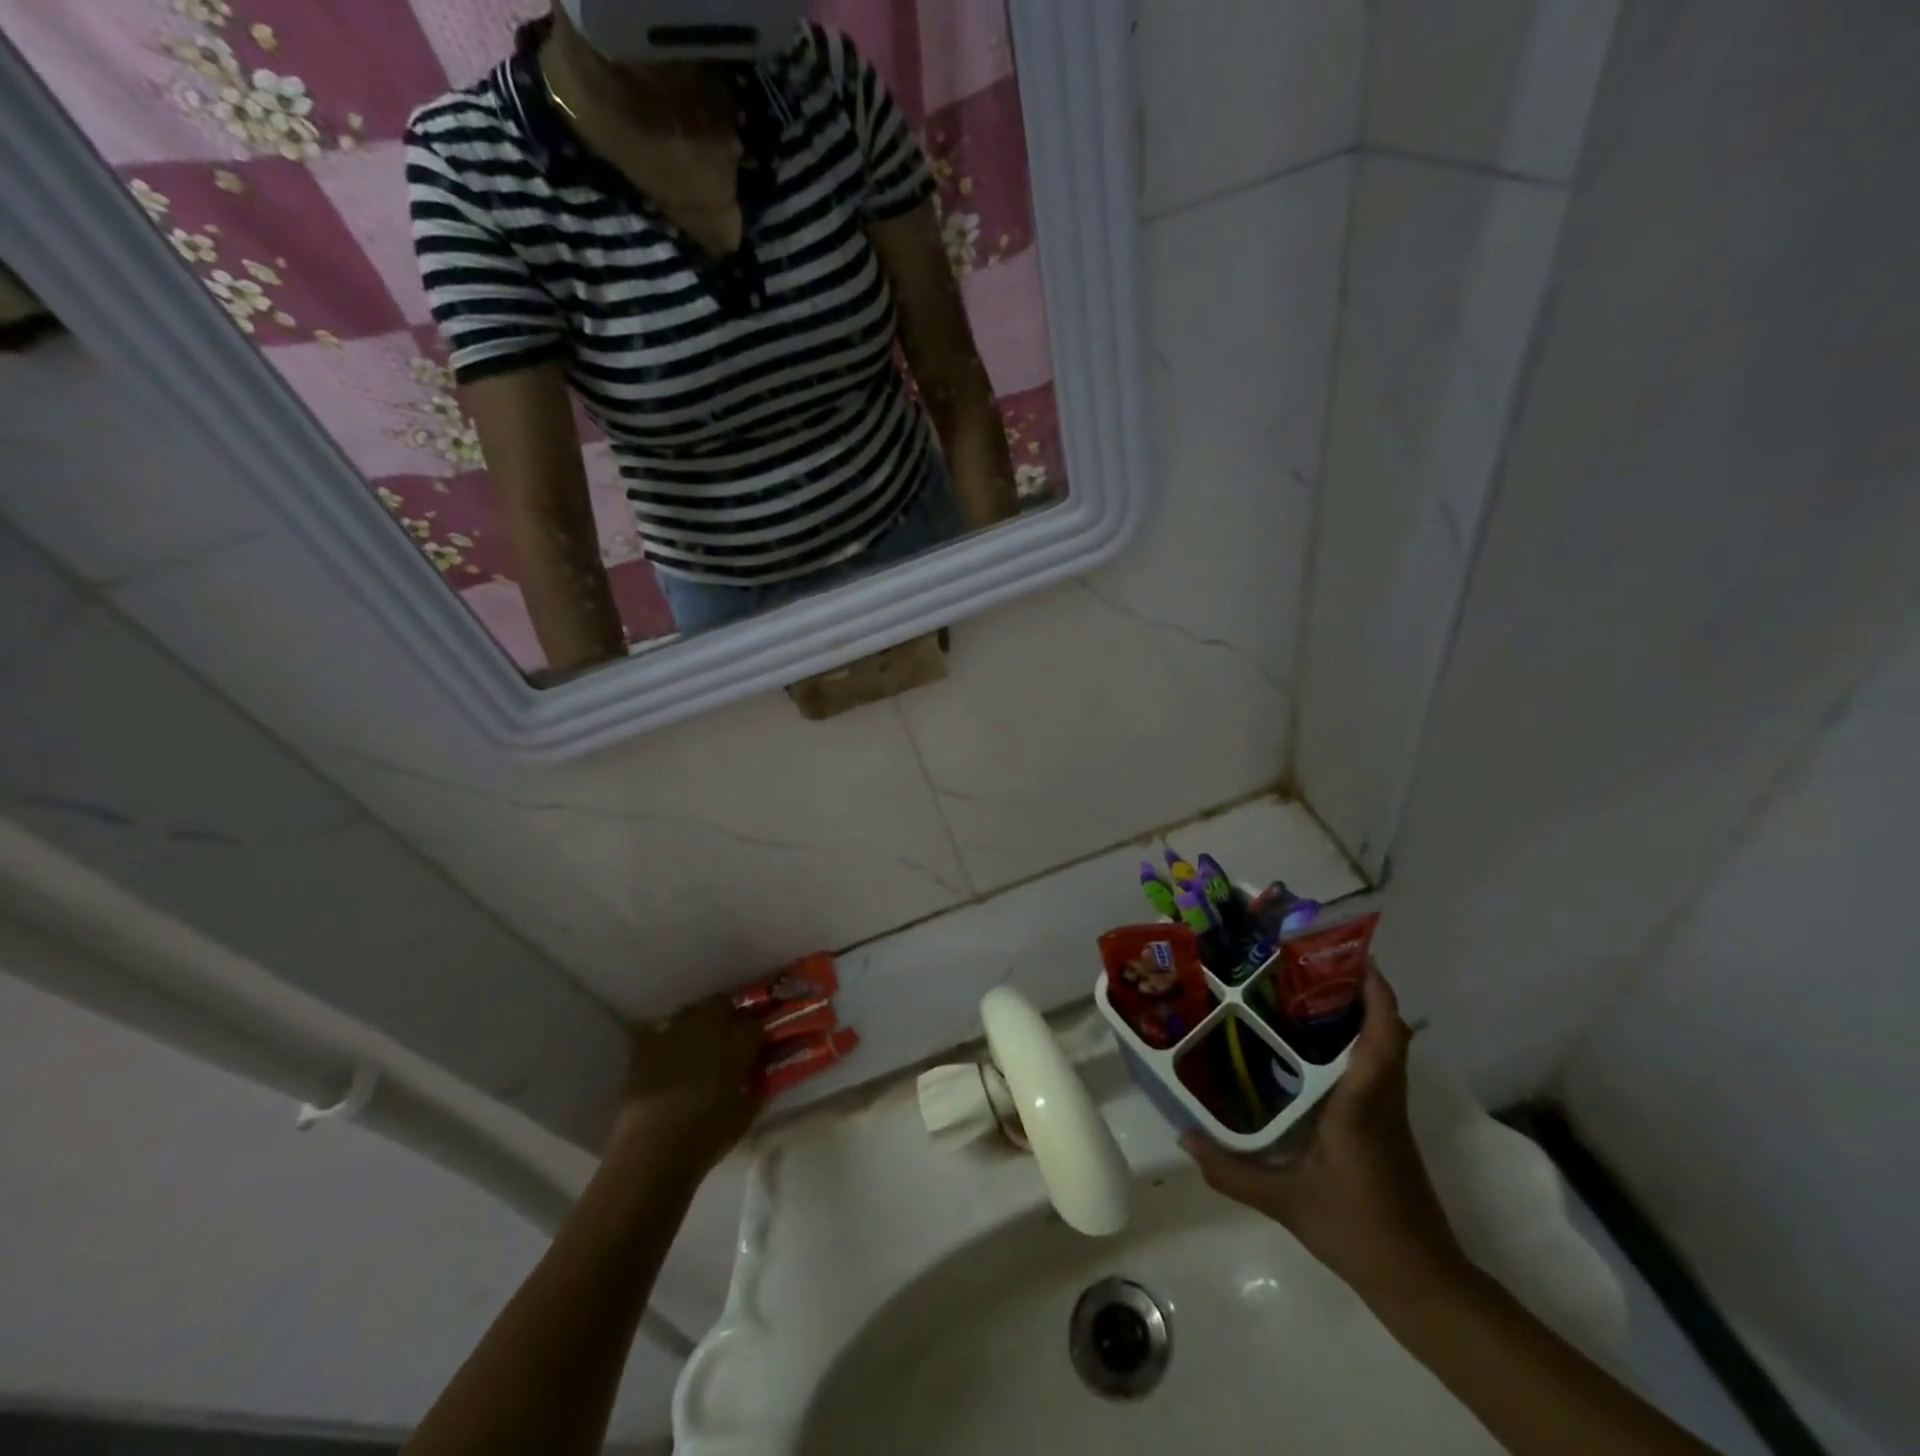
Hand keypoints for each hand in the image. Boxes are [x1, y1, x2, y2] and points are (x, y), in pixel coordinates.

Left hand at [609, 998, 763, 1177]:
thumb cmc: (707, 1134)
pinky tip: (666, 1057)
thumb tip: (759, 1075)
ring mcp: (675, 1031)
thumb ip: (756, 1087)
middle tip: (728, 1037)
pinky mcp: (645, 1045)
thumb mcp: (745, 1114)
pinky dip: (666, 1041)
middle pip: (722, 1004)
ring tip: (697, 1045)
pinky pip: (659, 1032)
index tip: (758, 1044)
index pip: (757, 1022)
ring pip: (691, 1012)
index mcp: (739, 1041)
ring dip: (697, 1024)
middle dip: (727, 1015)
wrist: (652, 1148)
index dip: (758, 1032)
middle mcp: (709, 1026)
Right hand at [1181, 969, 1466, 1302]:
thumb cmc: (1356, 1229)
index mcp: (1363, 1102)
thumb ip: (1230, 1169)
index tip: (1351, 956)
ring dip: (1359, 1017)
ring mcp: (1390, 1115)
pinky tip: (1311, 1053)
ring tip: (1305, 996)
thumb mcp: (1285, 1200)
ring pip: (1385, 1050)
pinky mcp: (1388, 1130)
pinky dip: (1355, 1047)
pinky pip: (1377, 1071)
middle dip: (1359, 993)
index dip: (1375, 992)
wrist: (1420, 1282)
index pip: (1383, 1035)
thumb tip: (1184, 1137)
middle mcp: (1383, 1099)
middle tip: (1310, 967)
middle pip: (1387, 1032)